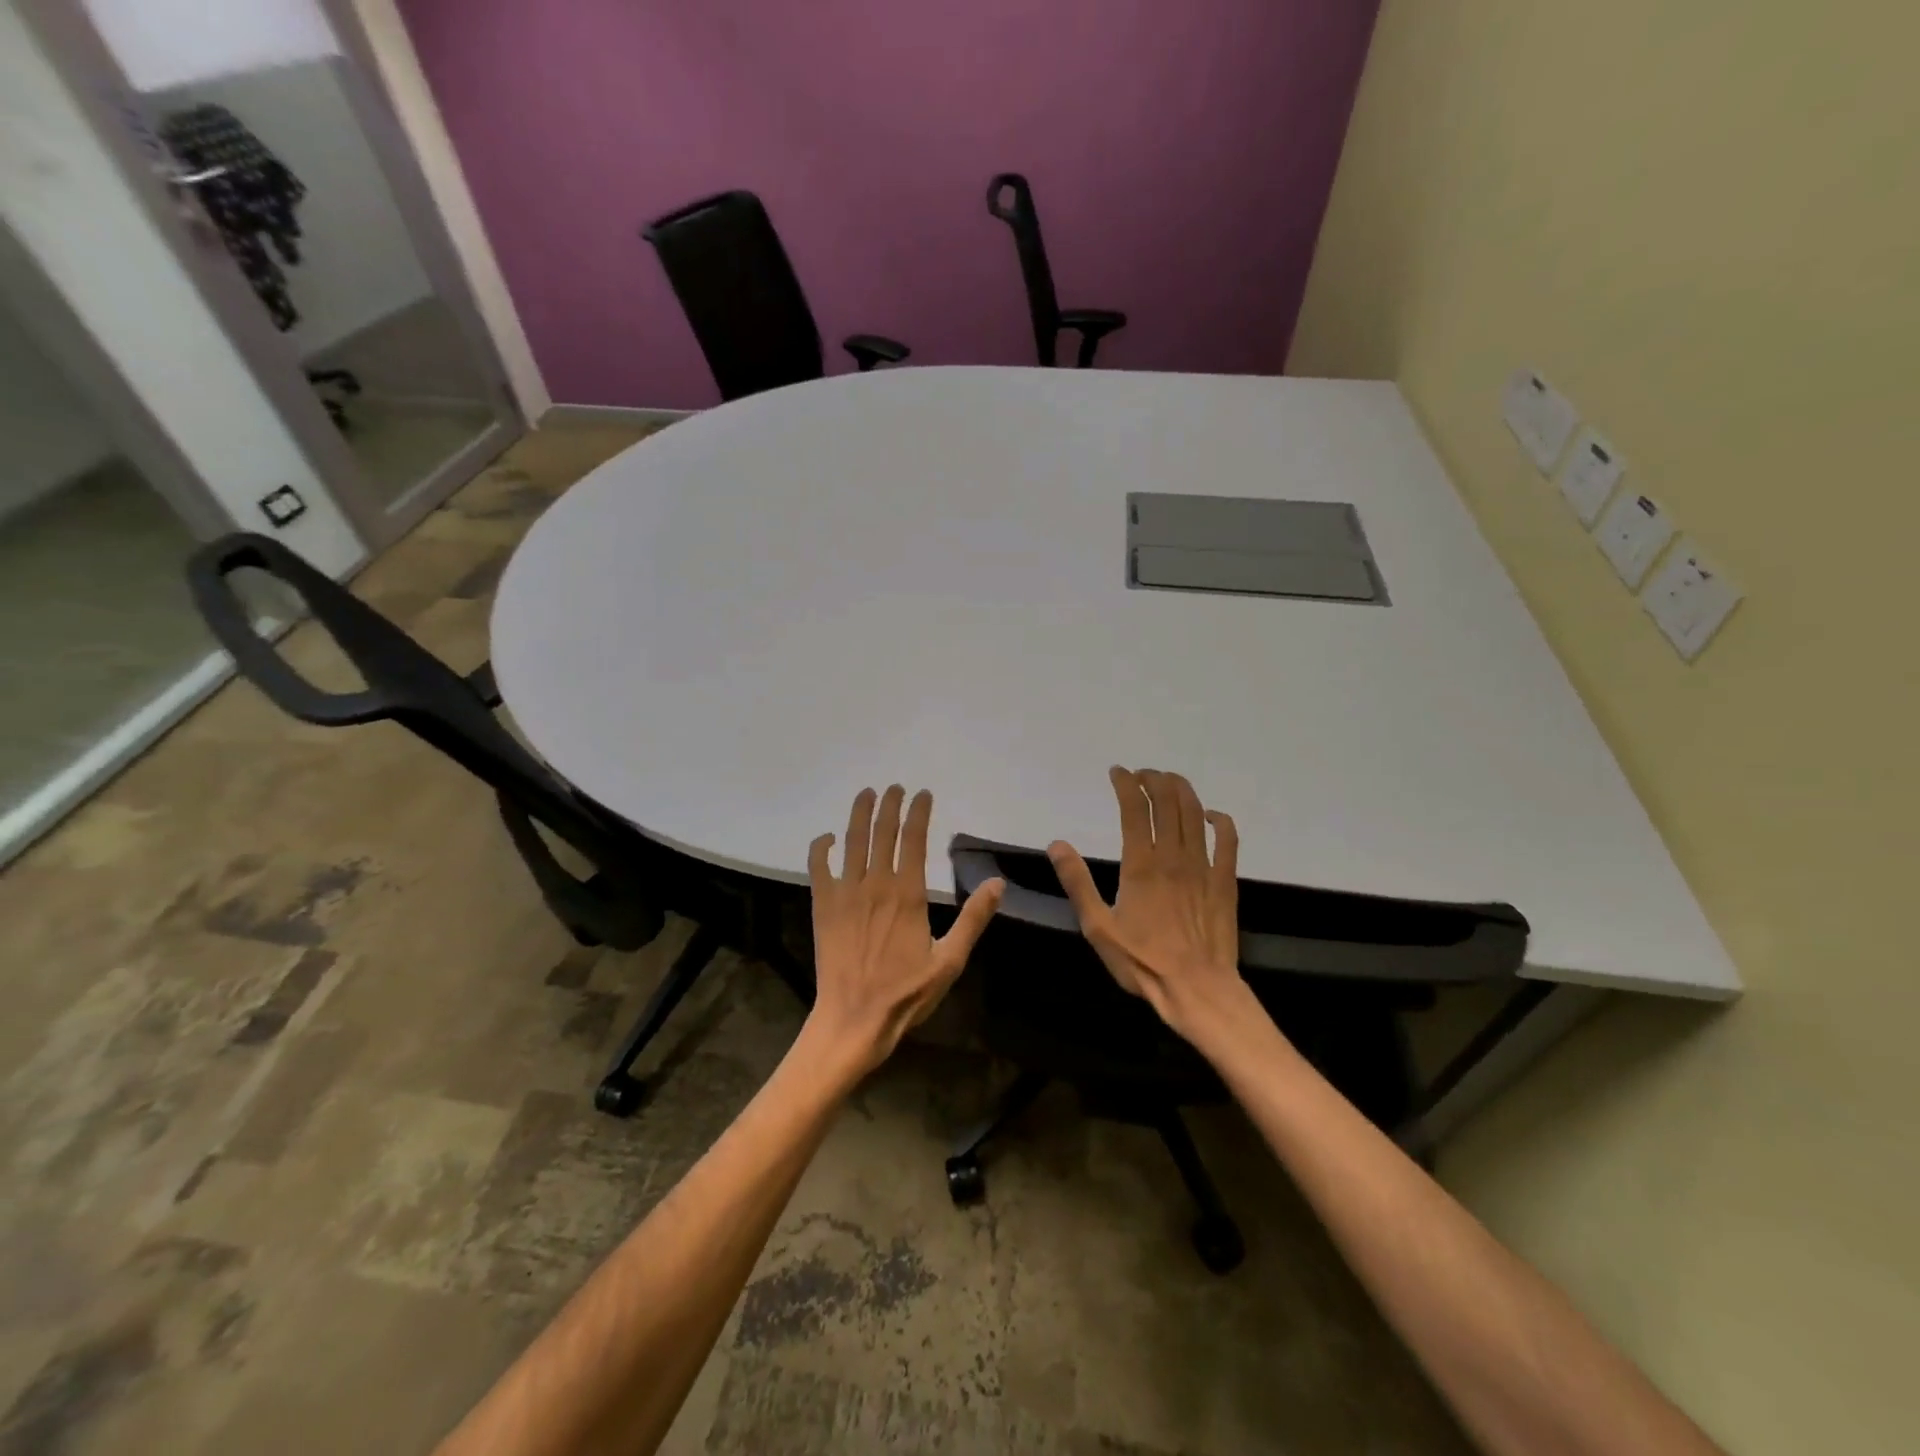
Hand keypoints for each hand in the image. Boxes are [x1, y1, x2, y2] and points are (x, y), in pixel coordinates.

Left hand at [804, 786, 1003, 1076]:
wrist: (854, 1019)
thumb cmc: (906, 993)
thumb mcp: (950, 960)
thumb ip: (973, 919)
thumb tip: (996, 883)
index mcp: (908, 894)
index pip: (914, 839)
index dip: (919, 812)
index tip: (923, 793)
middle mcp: (876, 883)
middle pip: (882, 831)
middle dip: (889, 804)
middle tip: (895, 787)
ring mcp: (846, 892)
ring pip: (852, 841)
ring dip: (859, 813)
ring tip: (866, 794)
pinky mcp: (823, 905)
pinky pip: (819, 866)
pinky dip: (821, 847)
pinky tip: (828, 838)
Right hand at [1049, 767, 1251, 1039]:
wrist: (1197, 989)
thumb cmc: (1142, 961)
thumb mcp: (1097, 927)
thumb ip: (1077, 883)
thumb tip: (1057, 845)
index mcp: (1141, 865)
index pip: (1135, 808)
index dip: (1126, 783)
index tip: (1117, 772)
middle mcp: (1173, 856)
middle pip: (1167, 801)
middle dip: (1154, 779)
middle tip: (1142, 775)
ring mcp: (1203, 867)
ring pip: (1195, 813)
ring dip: (1181, 790)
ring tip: (1168, 781)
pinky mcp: (1224, 881)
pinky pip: (1228, 840)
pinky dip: (1219, 820)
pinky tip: (1210, 816)